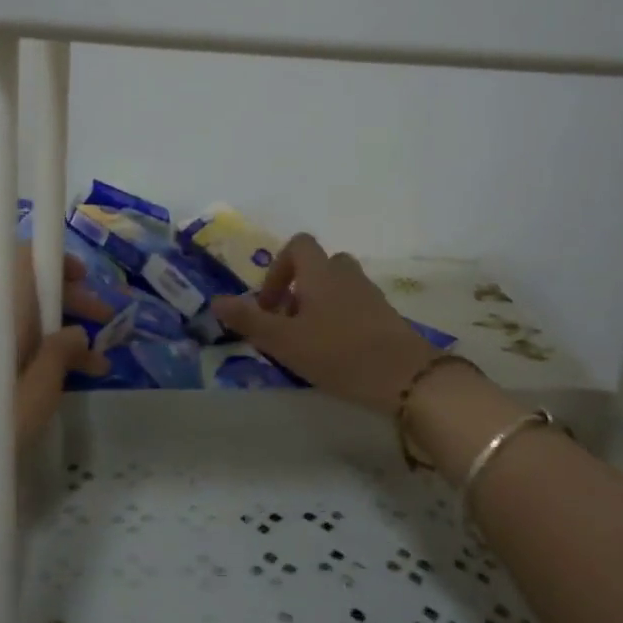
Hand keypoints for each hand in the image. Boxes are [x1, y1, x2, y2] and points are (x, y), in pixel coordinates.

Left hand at [0, 249, 112, 530]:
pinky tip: (62, 384)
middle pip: (29, 290)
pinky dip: (40, 356)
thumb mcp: (34, 397)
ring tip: (99, 366)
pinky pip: (10, 348)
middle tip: (108, 325)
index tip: (88, 281)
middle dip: (71, 301)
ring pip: (24, 323)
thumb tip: (77, 331)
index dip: (57, 261)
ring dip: (61, 334)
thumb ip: (59, 357)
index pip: (24, 259)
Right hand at [211, 233, 440, 416]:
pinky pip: (356, 307)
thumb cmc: (338, 352)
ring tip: (310, 341)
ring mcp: (371, 295)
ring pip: (338, 287)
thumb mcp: (284, 341)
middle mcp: (346, 275)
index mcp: (321, 272)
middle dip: (299, 289)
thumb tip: (216, 301)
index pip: (299, 245)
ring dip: (320, 306)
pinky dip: (341, 321)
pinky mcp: (387, 317)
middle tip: (288, 324)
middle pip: (319, 266)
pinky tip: (337, 354)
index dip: (279, 268)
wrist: (406, 377)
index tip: (270, 303)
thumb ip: (249, 320)